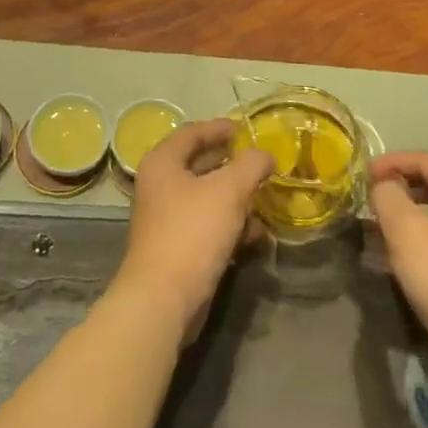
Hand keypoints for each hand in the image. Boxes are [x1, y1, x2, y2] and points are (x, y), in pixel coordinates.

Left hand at [113, 118, 272, 340]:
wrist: (164, 298)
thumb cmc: (193, 232)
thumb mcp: (228, 190)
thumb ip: (251, 165)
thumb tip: (265, 155)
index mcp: (163, 162)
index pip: (193, 132)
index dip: (220, 128)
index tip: (246, 129)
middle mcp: (160, 185)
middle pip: (200, 164)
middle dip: (233, 163)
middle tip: (261, 161)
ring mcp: (167, 218)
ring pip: (207, 197)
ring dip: (236, 197)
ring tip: (266, 197)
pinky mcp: (178, 247)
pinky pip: (208, 225)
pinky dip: (231, 224)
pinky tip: (257, 233)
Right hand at [369, 152, 427, 378]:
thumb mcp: (407, 233)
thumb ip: (389, 198)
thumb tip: (385, 185)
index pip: (426, 160)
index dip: (391, 162)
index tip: (362, 176)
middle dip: (403, 186)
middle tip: (373, 199)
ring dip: (415, 213)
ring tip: (388, 227)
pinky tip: (415, 257)